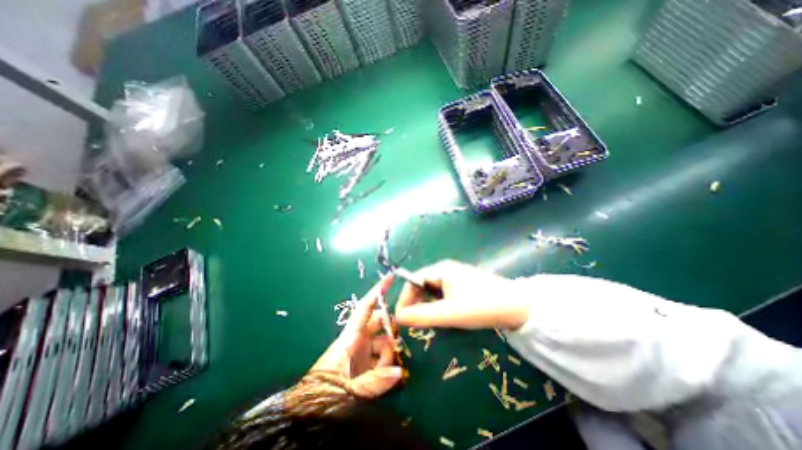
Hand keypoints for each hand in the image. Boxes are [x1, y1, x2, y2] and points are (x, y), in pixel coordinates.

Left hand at [305, 275, 403, 397]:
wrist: (306, 415)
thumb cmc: (321, 397)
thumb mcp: (348, 391)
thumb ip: (374, 382)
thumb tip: (400, 372)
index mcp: (350, 338)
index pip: (365, 308)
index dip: (377, 292)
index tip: (390, 277)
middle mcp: (357, 340)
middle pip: (379, 324)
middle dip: (390, 330)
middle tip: (395, 344)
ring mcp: (361, 352)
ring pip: (382, 342)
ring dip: (388, 355)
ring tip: (385, 374)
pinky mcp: (364, 364)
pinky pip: (380, 357)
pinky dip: (385, 366)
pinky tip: (385, 379)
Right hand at [395, 260, 530, 329]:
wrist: (519, 307)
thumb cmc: (481, 306)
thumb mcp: (449, 313)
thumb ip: (422, 316)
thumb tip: (398, 317)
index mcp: (441, 269)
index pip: (413, 281)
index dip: (405, 298)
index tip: (401, 318)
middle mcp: (447, 269)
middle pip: (422, 285)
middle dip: (417, 303)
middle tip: (416, 322)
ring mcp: (457, 277)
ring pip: (434, 291)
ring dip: (429, 306)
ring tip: (433, 321)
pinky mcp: (465, 285)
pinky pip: (445, 294)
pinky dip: (441, 306)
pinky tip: (448, 316)